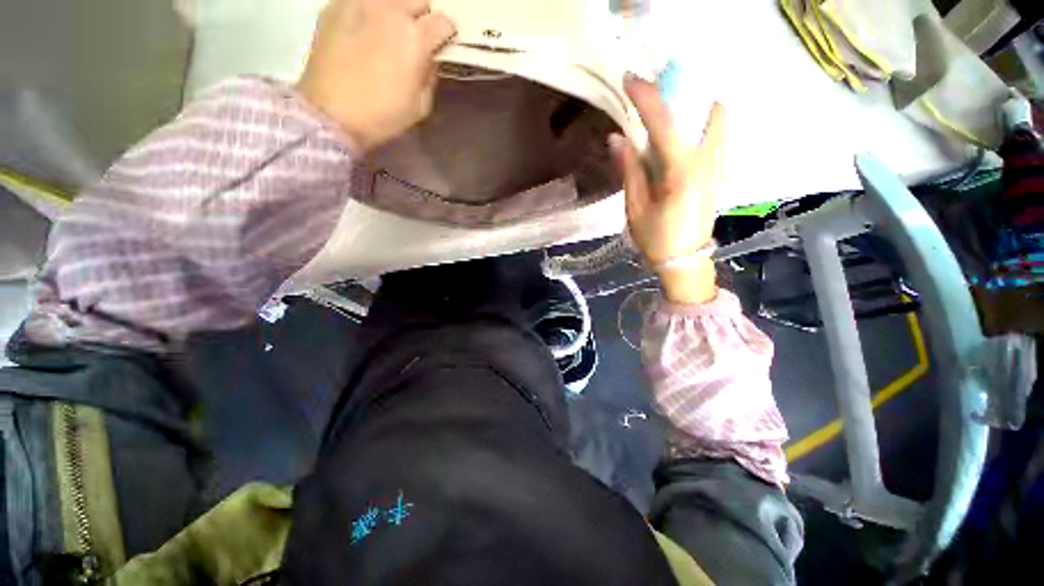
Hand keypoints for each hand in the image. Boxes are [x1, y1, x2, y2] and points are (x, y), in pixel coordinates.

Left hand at [297, 0, 456, 152]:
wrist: (330, 113)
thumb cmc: (382, 115)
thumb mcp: (420, 106)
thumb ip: (430, 76)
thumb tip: (429, 58)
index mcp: (415, 38)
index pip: (444, 22)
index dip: (446, 35)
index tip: (441, 45)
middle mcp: (391, 10)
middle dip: (422, 17)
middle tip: (416, 36)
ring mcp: (361, 3)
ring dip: (396, 11)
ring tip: (388, 30)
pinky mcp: (336, 6)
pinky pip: (362, 0)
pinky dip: (370, 11)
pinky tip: (364, 30)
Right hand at [609, 74, 724, 304]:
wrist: (685, 260)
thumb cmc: (656, 239)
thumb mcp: (635, 208)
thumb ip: (629, 170)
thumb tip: (618, 139)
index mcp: (680, 171)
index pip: (663, 121)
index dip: (645, 96)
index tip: (629, 78)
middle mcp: (705, 160)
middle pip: (697, 110)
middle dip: (673, 93)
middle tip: (647, 96)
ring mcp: (716, 164)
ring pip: (713, 118)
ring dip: (691, 105)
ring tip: (665, 113)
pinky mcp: (718, 171)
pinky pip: (714, 134)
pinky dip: (700, 121)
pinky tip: (680, 133)